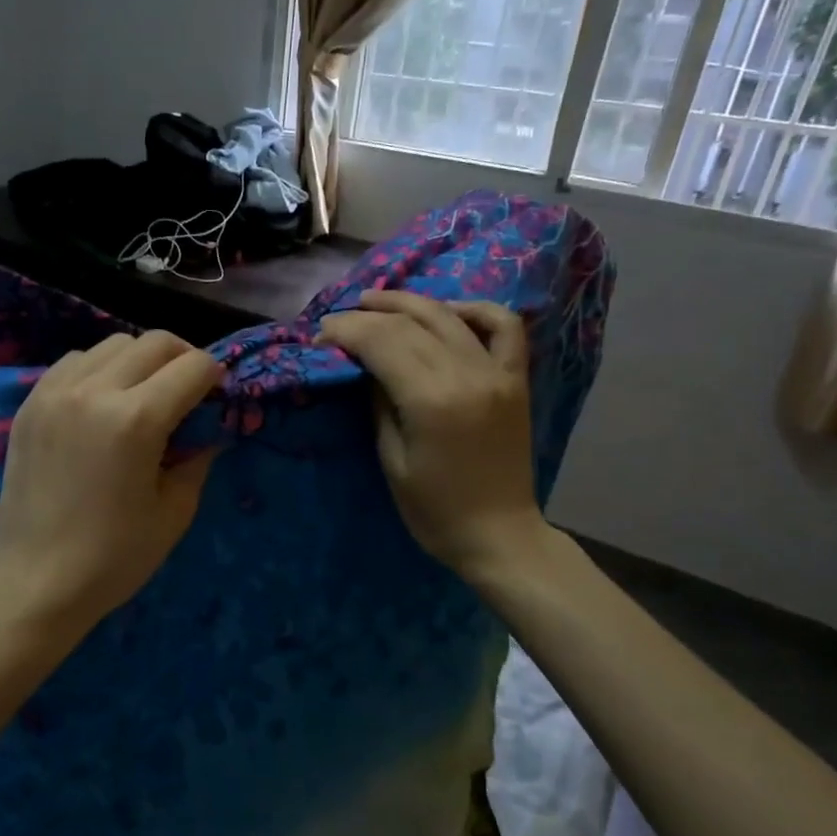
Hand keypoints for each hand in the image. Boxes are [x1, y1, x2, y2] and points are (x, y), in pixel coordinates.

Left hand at [0, 330, 223, 635]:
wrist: (36, 582)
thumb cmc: (114, 557)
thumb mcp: (174, 511)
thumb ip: (198, 458)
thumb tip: (209, 430)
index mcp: (136, 420)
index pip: (193, 366)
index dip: (215, 378)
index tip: (216, 399)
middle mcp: (94, 391)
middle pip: (155, 341)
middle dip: (183, 359)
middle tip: (188, 392)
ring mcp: (55, 392)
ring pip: (113, 344)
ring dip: (140, 360)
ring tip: (143, 395)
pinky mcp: (31, 403)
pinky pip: (74, 362)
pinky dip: (99, 369)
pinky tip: (102, 403)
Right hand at [317, 290, 547, 582]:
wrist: (498, 534)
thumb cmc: (434, 510)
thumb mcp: (391, 460)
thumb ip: (379, 403)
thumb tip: (364, 365)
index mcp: (432, 400)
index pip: (382, 343)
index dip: (346, 331)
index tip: (320, 334)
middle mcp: (467, 375)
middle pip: (410, 325)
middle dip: (367, 316)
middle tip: (337, 320)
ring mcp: (497, 373)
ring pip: (449, 316)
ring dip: (408, 302)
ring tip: (376, 301)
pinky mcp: (516, 379)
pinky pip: (504, 327)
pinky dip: (475, 310)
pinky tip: (448, 311)